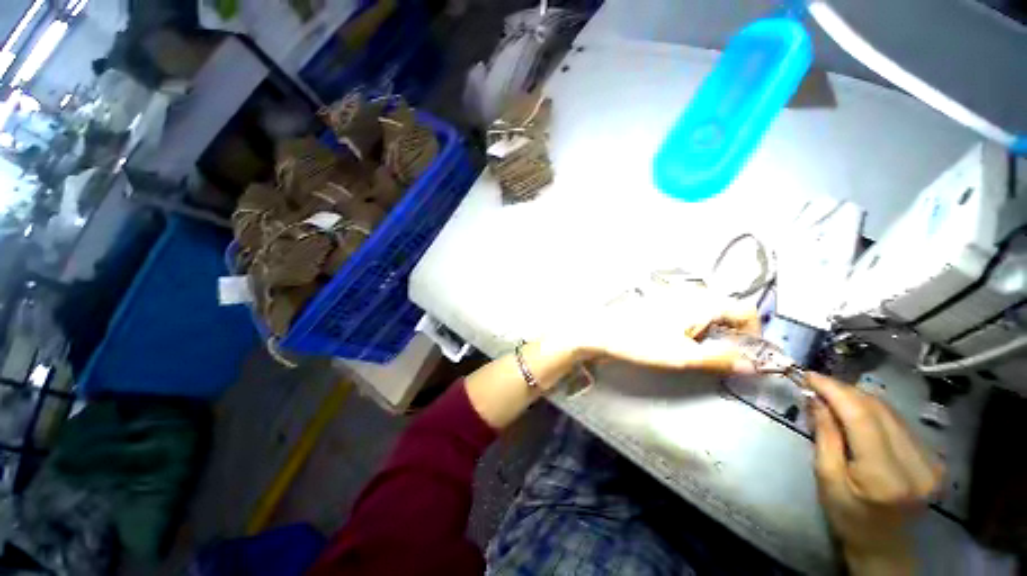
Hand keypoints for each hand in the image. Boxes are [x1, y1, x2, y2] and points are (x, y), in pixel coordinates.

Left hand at [555, 281, 760, 373]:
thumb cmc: (641, 341)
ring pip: (709, 311)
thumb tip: (752, 365)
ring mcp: (674, 296)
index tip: (749, 355)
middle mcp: (691, 294)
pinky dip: (697, 326)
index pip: (746, 311)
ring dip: (715, 331)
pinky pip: (690, 311)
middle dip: (734, 334)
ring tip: (702, 350)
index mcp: (703, 302)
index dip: (755, 333)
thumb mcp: (683, 356)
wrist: (603, 331)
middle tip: (724, 356)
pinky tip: (681, 339)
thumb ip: (719, 359)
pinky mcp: (661, 302)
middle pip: (728, 310)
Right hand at [806, 374, 944, 573]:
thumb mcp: (827, 478)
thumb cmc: (847, 516)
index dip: (835, 391)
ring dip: (859, 399)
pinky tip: (857, 412)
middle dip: (845, 391)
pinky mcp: (933, 458)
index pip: (861, 417)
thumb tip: (815, 398)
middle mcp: (915, 464)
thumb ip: (825, 436)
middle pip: (879, 410)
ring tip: (833, 395)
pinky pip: (899, 422)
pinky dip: (874, 411)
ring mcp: (930, 461)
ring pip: (891, 412)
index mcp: (885, 475)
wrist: (884, 545)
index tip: (809, 375)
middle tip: (817, 383)